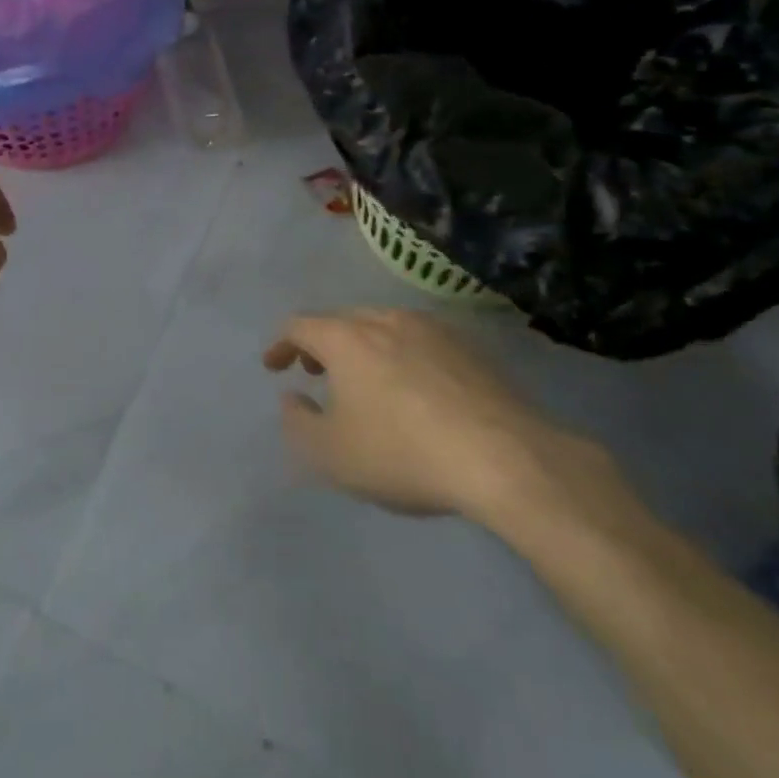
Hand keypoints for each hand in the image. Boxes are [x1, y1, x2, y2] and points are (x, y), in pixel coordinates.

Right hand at [264, 309, 608, 526]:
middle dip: (321, 344)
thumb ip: (299, 424)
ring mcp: (431, 328)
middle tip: (316, 373)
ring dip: (362, 348)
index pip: (300, 326)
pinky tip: (413, 389)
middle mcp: (385, 319)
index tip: (274, 366)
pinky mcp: (469, 347)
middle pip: (341, 321)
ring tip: (364, 381)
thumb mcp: (332, 455)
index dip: (281, 344)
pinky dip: (400, 356)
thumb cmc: (403, 453)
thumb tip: (292, 399)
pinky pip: (418, 341)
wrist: (504, 458)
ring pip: (382, 326)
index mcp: (346, 338)